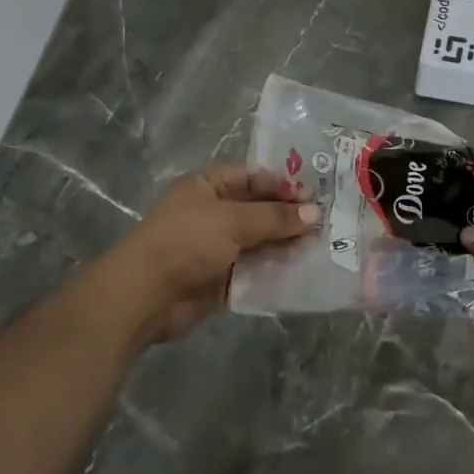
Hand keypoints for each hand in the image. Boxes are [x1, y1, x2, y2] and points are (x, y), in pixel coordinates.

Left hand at [105, 166, 320, 346]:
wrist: (146, 296)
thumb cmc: (186, 242)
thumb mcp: (233, 221)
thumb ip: (275, 218)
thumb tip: (315, 214)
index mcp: (207, 185)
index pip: (252, 177)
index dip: (282, 185)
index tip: (314, 197)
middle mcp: (212, 212)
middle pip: (258, 210)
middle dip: (288, 218)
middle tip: (327, 223)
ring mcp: (216, 246)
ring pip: (259, 241)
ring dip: (285, 245)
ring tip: (322, 247)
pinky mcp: (221, 278)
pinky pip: (254, 269)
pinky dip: (275, 270)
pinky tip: (303, 271)